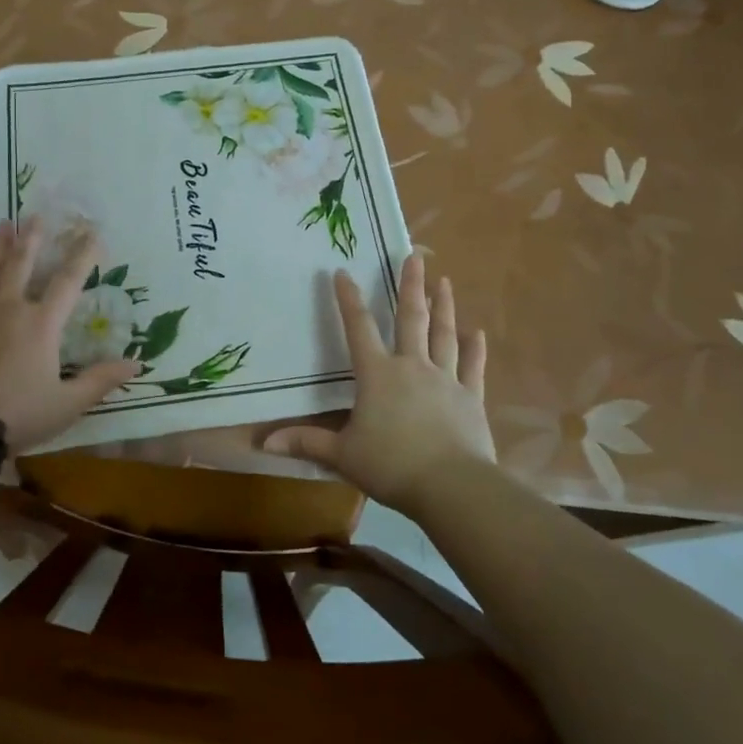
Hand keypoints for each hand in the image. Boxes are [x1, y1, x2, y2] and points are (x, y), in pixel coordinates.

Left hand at [0, 219, 138, 453]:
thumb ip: (100, 381)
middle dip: (32, 239)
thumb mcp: (66, 404)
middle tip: (35, 215)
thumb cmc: (16, 413)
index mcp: (41, 325)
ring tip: (3, 224)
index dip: (83, 256)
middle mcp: (9, 309)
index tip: (93, 233)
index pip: (68, 282)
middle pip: (22, 265)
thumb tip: (136, 365)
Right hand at [265, 255, 494, 514]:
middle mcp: (412, 366)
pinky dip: (475, 349)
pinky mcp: (471, 398)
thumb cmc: (391, 465)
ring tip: (444, 282)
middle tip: (414, 257)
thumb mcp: (342, 455)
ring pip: (444, 335)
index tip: (342, 272)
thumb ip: (307, 442)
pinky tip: (478, 332)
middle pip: (410, 318)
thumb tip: (265, 442)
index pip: (358, 328)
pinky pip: (473, 367)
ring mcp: (446, 380)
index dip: (348, 299)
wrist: (451, 486)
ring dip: (444, 307)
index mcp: (378, 375)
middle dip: (410, 286)